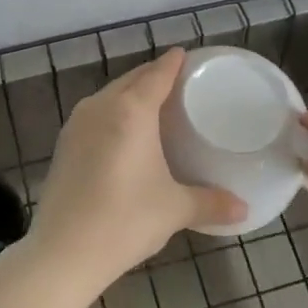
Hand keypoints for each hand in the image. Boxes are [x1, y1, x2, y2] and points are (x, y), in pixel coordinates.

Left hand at [23, 49, 245, 296]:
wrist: (63, 252)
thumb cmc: (125, 220)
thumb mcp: (174, 210)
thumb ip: (211, 203)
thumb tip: (244, 208)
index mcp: (131, 110)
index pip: (157, 74)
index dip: (173, 63)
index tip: (186, 55)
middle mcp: (101, 106)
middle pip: (131, 79)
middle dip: (153, 76)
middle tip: (177, 82)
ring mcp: (76, 124)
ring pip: (109, 95)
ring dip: (130, 93)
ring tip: (152, 104)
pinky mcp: (64, 144)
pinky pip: (95, 114)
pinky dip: (112, 112)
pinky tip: (122, 132)